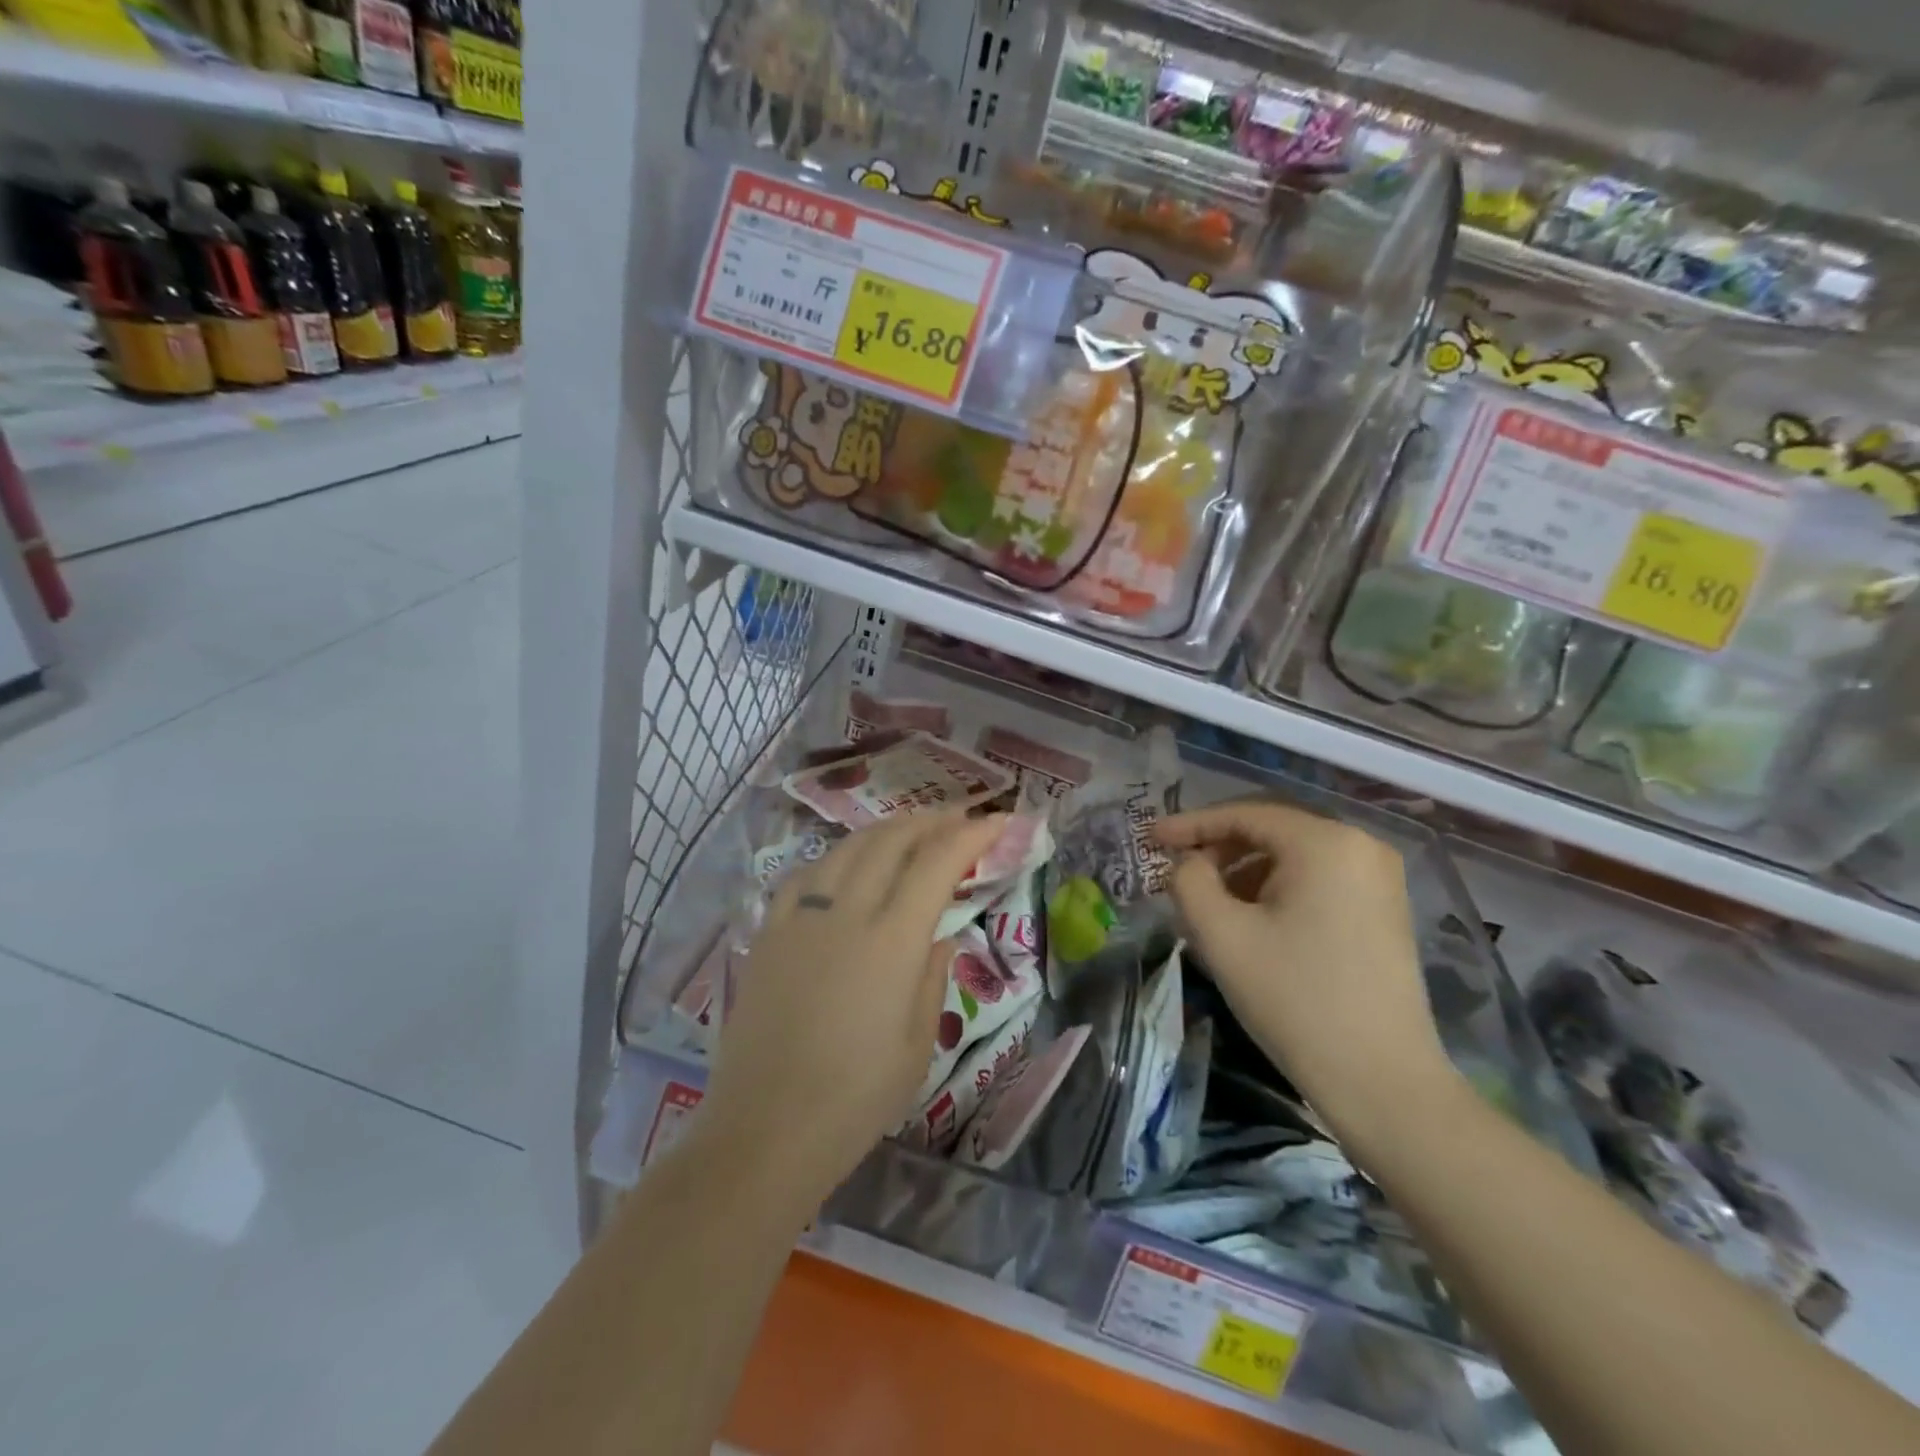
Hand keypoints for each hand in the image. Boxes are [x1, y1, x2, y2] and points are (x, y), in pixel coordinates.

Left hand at [695, 810, 1007, 1213]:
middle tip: (959, 817)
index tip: (998, 821)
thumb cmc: (856, 1099)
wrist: (765, 1131)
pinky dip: (838, 856)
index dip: (972, 834)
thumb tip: (941, 935)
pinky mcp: (769, 933)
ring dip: (886, 830)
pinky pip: (807, 874)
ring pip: (848, 848)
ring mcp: (801, 918)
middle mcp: (845, 912)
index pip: (938, 863)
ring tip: (910, 830)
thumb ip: (932, 977)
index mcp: (891, 940)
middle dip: (931, 820)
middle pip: (892, 841)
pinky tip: (846, 864)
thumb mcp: (917, 1044)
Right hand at [1157, 800, 1457, 1148]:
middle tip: (1177, 872)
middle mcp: (1361, 846)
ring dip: (1244, 871)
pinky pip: (1317, 879)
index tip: (1149, 838)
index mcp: (1326, 843)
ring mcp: (1379, 878)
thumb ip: (1189, 881)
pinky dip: (1276, 889)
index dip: (1190, 824)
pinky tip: (1251, 920)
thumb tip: (1188, 864)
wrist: (1382, 1082)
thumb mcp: (1222, 936)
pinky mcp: (1384, 909)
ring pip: (1293, 856)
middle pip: (1271, 830)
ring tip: (1208, 903)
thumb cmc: (1295, 1000)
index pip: (1244, 815)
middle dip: (1217, 848)